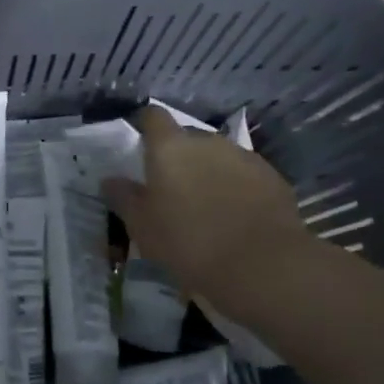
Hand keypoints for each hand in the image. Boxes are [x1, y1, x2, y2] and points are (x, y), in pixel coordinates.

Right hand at [101, 105, 309, 304]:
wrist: (262, 266)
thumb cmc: (188, 243)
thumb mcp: (142, 226)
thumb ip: (124, 198)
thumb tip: (110, 180)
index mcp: (170, 148)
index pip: (153, 117)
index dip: (145, 125)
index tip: (140, 143)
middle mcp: (207, 142)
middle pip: (187, 137)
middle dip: (178, 155)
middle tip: (170, 186)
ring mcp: (243, 157)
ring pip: (217, 156)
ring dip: (207, 171)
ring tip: (204, 204)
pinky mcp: (272, 177)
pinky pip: (244, 174)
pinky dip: (235, 186)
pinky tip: (233, 215)